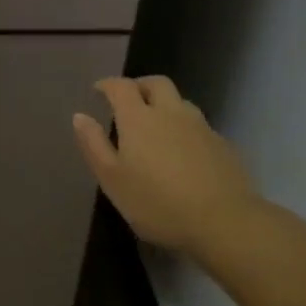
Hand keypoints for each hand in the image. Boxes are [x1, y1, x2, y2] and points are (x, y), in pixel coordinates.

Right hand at [73, 76, 259, 252]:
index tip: (98, 91)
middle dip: (140, 86)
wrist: (225, 222)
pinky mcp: (223, 145)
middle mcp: (170, 112)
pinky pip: (199, 126)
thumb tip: (80, 116)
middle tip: (129, 101)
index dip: (107, 85)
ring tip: (156, 127)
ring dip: (165, 106)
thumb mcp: (112, 180)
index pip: (121, 86)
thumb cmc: (158, 203)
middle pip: (156, 83)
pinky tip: (184, 153)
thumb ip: (94, 145)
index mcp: (139, 117)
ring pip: (180, 102)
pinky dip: (185, 129)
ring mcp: (201, 127)